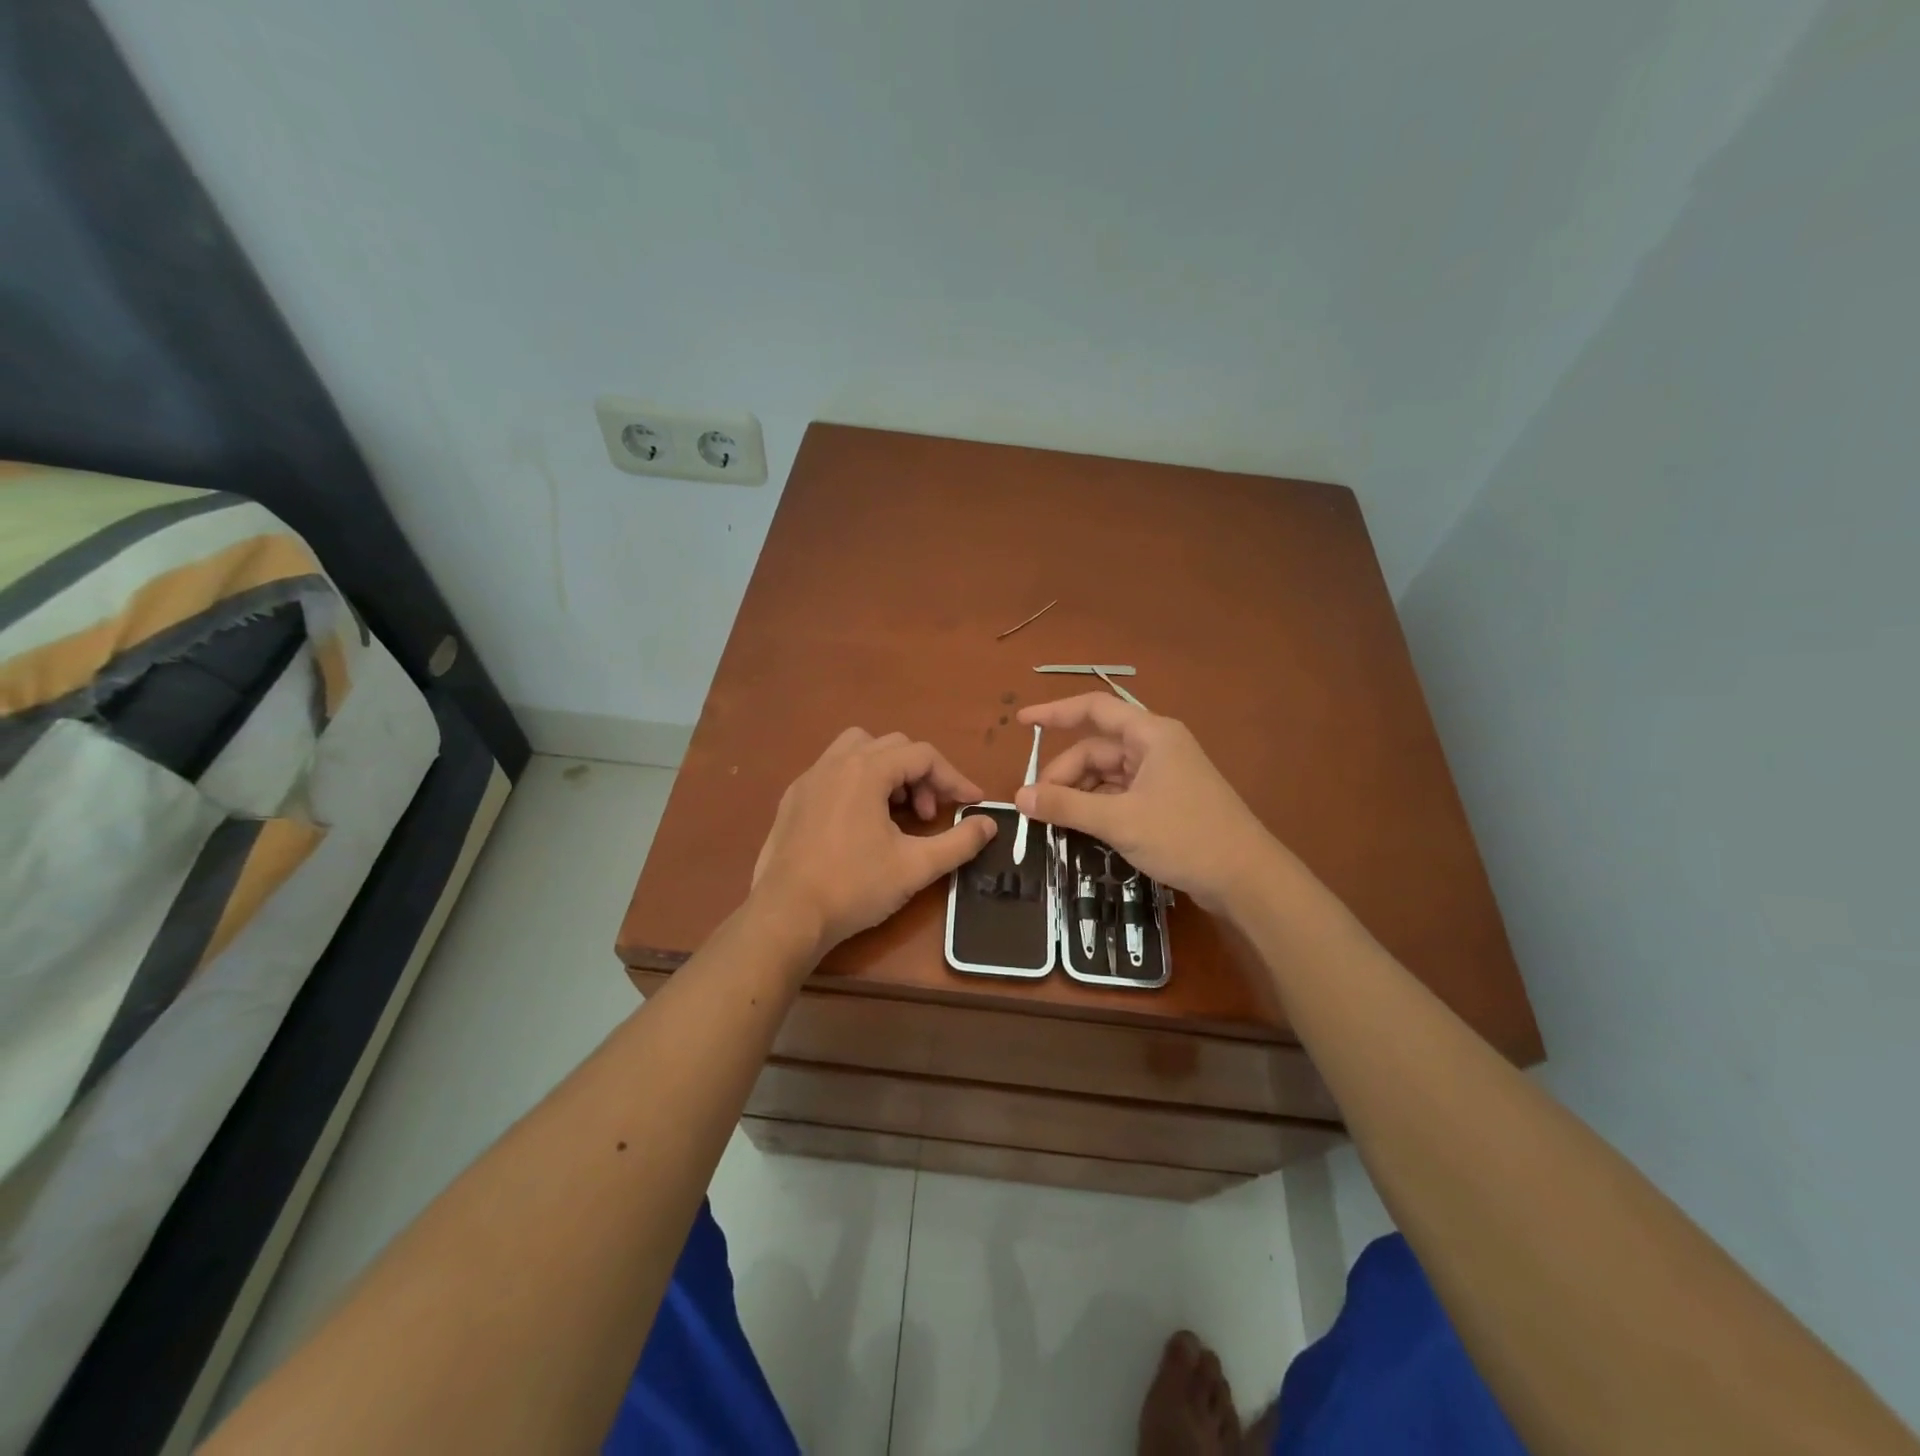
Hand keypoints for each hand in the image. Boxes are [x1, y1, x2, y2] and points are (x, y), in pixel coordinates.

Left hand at [752, 728, 996, 958]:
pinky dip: (857, 782)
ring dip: (887, 771)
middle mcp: (835, 763)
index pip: (923, 755)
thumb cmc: (854, 887)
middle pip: (892, 746)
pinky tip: (860, 822)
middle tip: (930, 814)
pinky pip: (833, 771)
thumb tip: (989, 824)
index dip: (954, 777)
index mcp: (866, 770)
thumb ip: (958, 842)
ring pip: (858, 750)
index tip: (972, 803)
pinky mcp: (792, 800)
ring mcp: (808, 779)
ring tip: (895, 810)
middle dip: (920, 775)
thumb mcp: (915, 867)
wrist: (786, 915)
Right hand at [1014, 695, 1273, 911]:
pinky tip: (1082, 829)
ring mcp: (1163, 776)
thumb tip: (1019, 797)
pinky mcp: (1166, 802)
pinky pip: (1120, 794)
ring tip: (1055, 822)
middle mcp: (1156, 747)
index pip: (1094, 709)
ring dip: (1079, 794)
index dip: (1055, 712)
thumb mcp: (1119, 820)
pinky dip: (1098, 807)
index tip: (1022, 723)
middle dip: (1064, 774)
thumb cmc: (1185, 837)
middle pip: (1096, 749)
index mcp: (1151, 735)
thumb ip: (1067, 805)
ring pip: (1107, 775)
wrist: (1246, 879)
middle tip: (1037, 807)